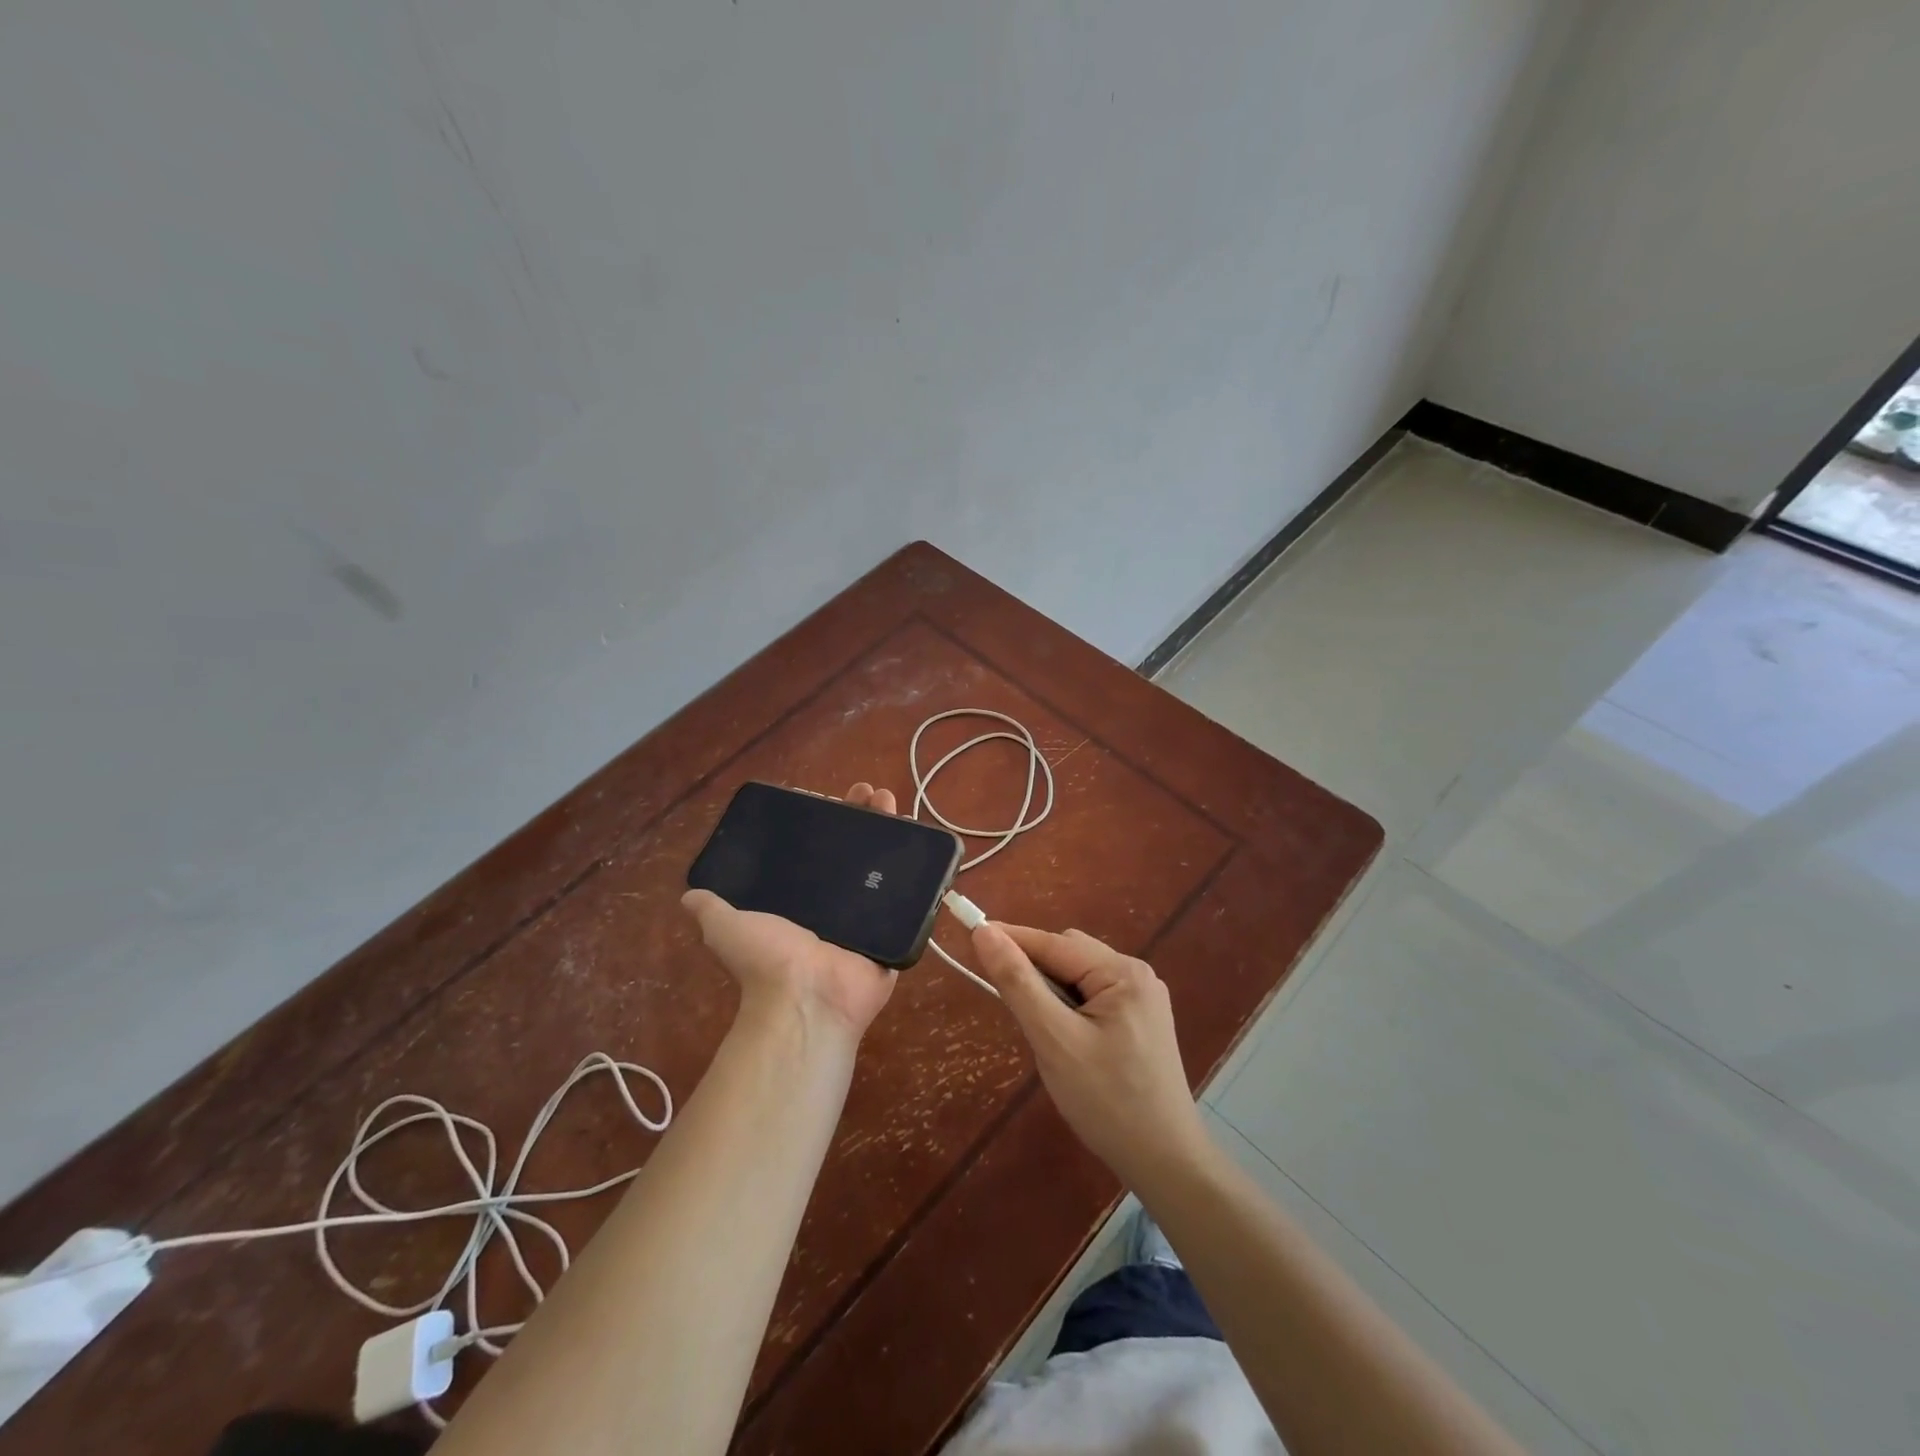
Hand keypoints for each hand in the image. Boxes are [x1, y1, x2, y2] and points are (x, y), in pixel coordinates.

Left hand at [681, 783, 899, 1041]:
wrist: (807, 998)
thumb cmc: (768, 959)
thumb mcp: (727, 927)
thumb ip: (712, 909)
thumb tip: (690, 896)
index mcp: (803, 900)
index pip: (820, 850)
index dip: (829, 823)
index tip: (836, 798)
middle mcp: (837, 905)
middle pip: (856, 852)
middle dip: (865, 819)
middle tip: (872, 794)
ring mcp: (869, 917)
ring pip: (885, 868)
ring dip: (892, 833)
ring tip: (892, 800)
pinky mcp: (895, 930)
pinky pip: (910, 897)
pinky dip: (919, 871)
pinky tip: (923, 839)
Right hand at [970, 923, 1206, 1188]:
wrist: (1165, 1164)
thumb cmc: (1107, 1102)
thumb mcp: (1054, 1040)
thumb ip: (1018, 983)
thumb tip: (985, 933)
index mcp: (1123, 972)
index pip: (1054, 943)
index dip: (1011, 939)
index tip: (970, 936)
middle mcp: (1137, 975)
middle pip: (1069, 955)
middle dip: (1034, 972)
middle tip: (1009, 1006)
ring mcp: (1142, 1000)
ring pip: (1078, 977)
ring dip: (1051, 993)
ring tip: (1040, 1032)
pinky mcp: (1141, 1023)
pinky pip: (1092, 998)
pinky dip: (1068, 1008)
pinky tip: (1064, 1040)